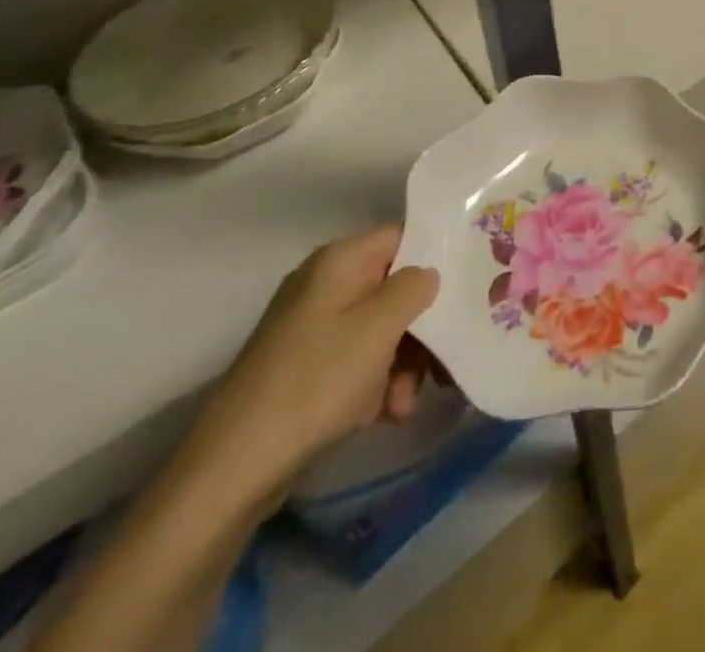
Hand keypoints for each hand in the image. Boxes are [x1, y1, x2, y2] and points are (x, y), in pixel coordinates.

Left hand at [176, 223, 440, 506]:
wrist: (234, 468)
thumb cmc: (316, 381)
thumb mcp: (379, 327)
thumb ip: (414, 287)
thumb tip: (427, 273)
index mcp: (340, 261)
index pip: (403, 236)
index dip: (437, 254)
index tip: (469, 283)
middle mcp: (326, 285)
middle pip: (395, 288)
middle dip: (423, 327)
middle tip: (445, 361)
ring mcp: (313, 328)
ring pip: (381, 330)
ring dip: (404, 364)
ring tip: (406, 403)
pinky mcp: (306, 368)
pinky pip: (358, 361)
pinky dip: (377, 384)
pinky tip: (386, 414)